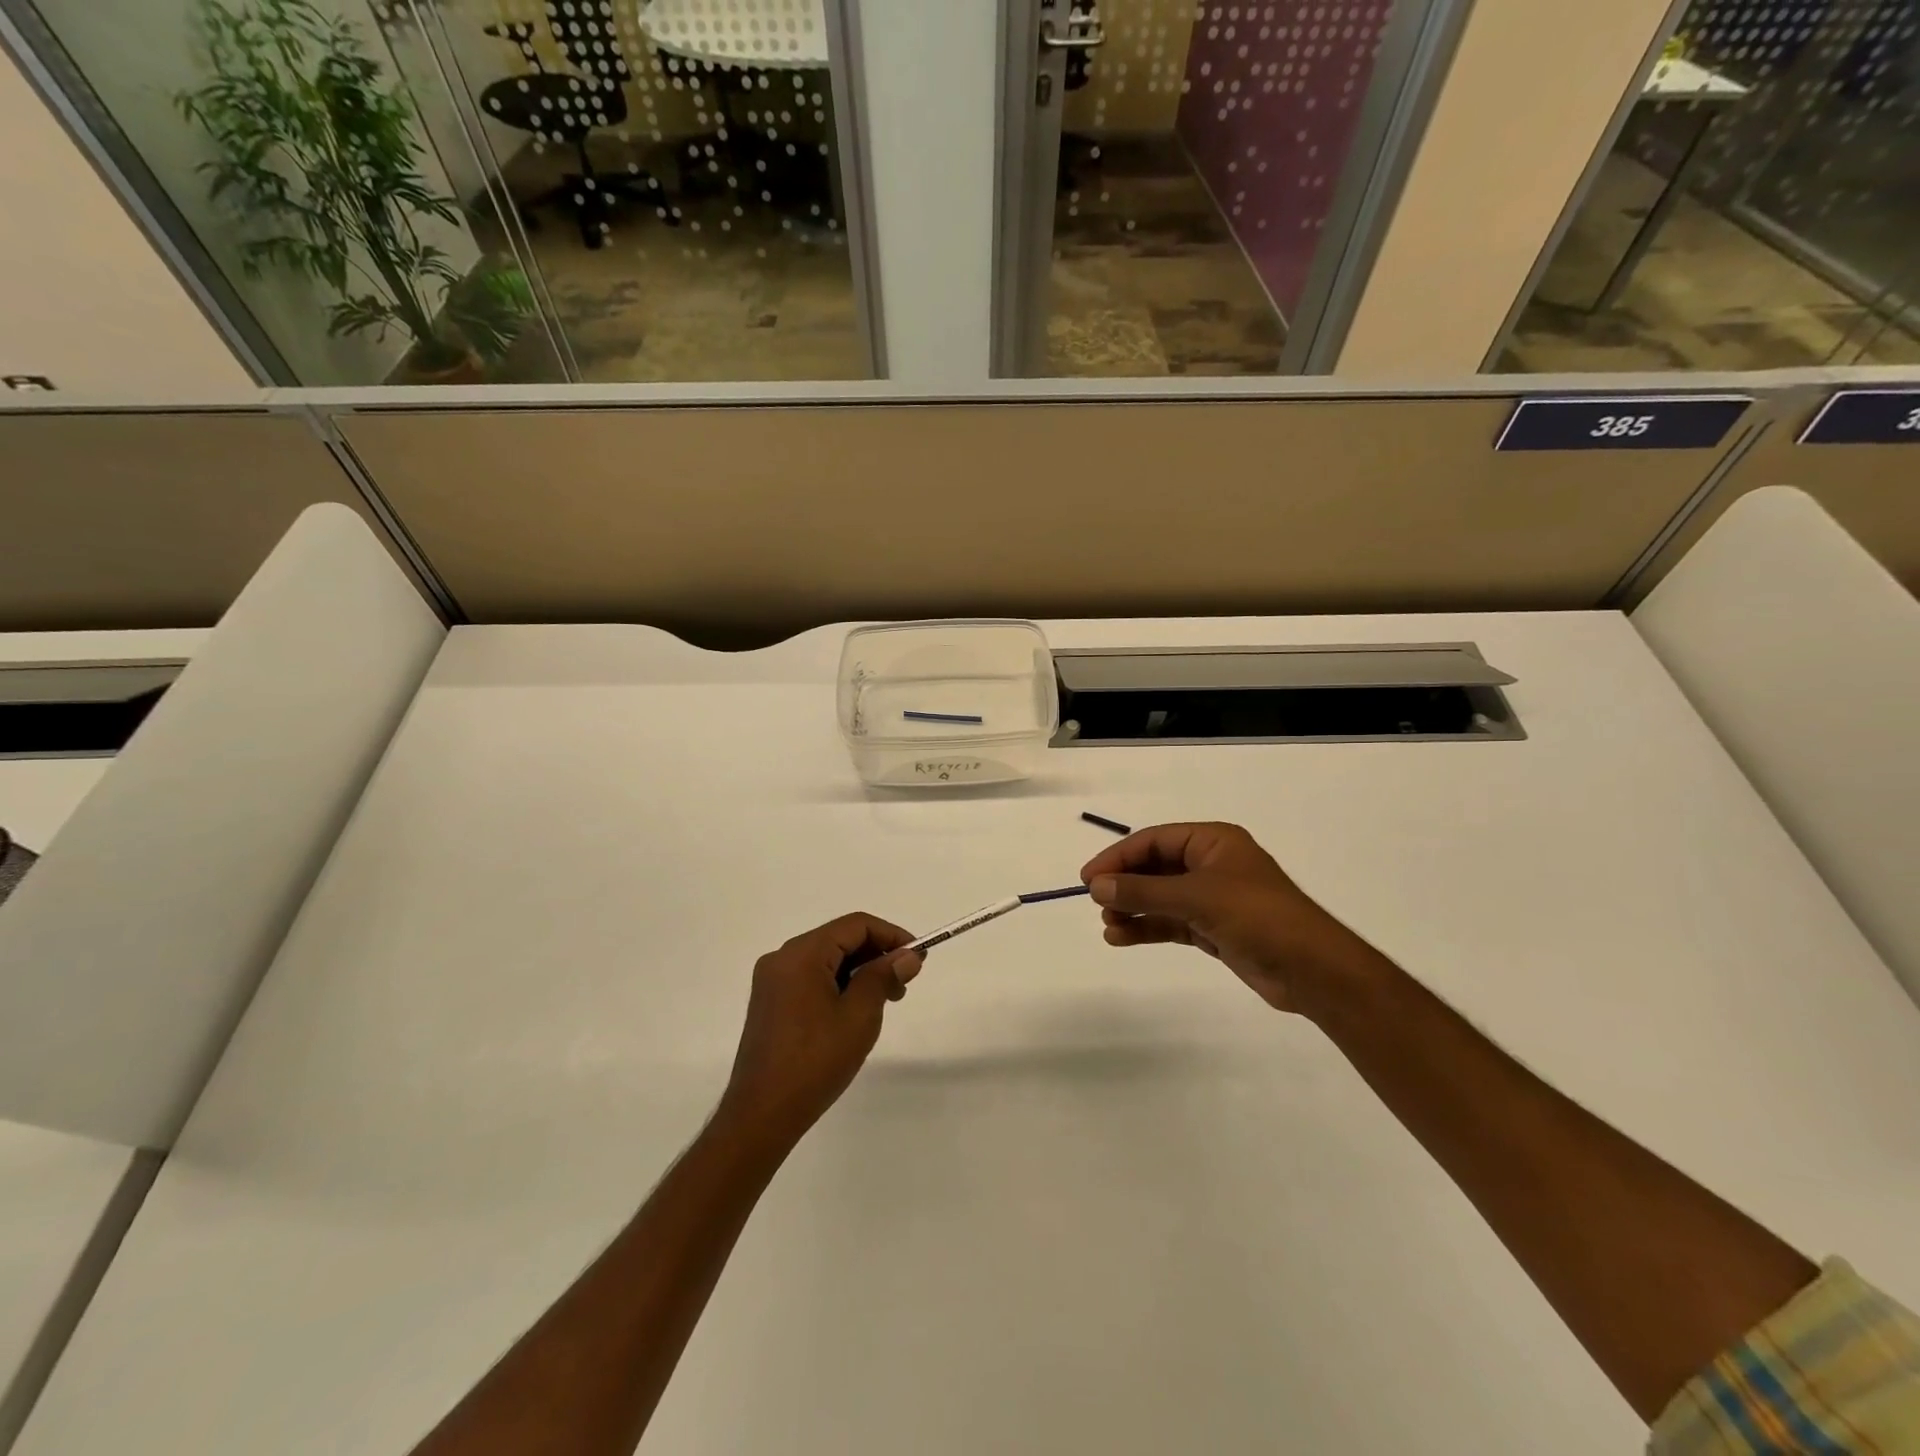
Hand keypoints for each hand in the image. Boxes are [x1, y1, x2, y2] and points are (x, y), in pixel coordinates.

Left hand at [718, 913, 922, 1147]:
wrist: (761, 1115)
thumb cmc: (815, 1061)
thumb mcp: (859, 1015)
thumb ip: (883, 976)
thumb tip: (908, 955)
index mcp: (801, 954)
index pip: (856, 925)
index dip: (892, 936)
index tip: (918, 958)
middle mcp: (782, 958)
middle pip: (839, 939)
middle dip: (876, 955)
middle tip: (904, 984)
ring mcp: (772, 981)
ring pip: (826, 960)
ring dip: (859, 972)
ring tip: (885, 1001)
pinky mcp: (770, 1003)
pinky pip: (811, 979)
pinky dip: (839, 985)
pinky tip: (855, 1011)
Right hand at [1082, 822, 1383, 1015]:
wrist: (1312, 970)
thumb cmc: (1257, 917)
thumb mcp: (1196, 898)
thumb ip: (1143, 891)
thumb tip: (1096, 887)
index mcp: (1212, 842)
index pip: (1154, 840)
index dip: (1118, 856)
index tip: (1089, 878)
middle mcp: (1211, 864)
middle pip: (1155, 867)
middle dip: (1125, 884)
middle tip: (1095, 902)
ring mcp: (1213, 898)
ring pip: (1161, 897)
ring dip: (1133, 909)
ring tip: (1108, 926)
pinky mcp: (1214, 929)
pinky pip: (1171, 922)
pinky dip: (1147, 928)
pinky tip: (1122, 938)